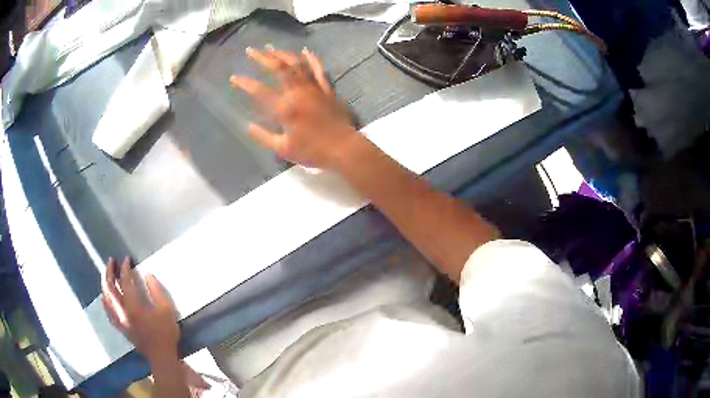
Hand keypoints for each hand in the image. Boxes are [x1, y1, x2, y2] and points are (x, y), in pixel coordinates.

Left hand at [101, 257, 179, 362]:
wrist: (161, 356)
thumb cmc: (165, 333)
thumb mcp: (167, 311)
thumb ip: (157, 291)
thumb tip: (148, 275)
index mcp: (133, 306)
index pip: (125, 282)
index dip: (125, 268)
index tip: (127, 259)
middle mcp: (122, 311)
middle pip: (110, 288)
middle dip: (109, 272)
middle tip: (111, 261)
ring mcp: (120, 320)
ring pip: (106, 299)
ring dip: (105, 284)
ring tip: (107, 275)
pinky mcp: (121, 327)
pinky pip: (108, 312)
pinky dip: (105, 301)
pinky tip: (105, 297)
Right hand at [230, 47, 356, 168]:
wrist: (343, 148)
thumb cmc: (312, 151)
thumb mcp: (283, 149)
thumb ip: (264, 137)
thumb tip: (248, 127)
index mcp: (284, 108)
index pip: (259, 91)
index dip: (245, 83)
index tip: (234, 77)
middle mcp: (297, 92)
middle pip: (278, 68)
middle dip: (262, 58)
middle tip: (250, 51)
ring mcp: (313, 88)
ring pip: (296, 65)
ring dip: (282, 54)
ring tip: (271, 47)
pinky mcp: (326, 89)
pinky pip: (318, 70)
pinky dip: (311, 59)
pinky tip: (305, 51)